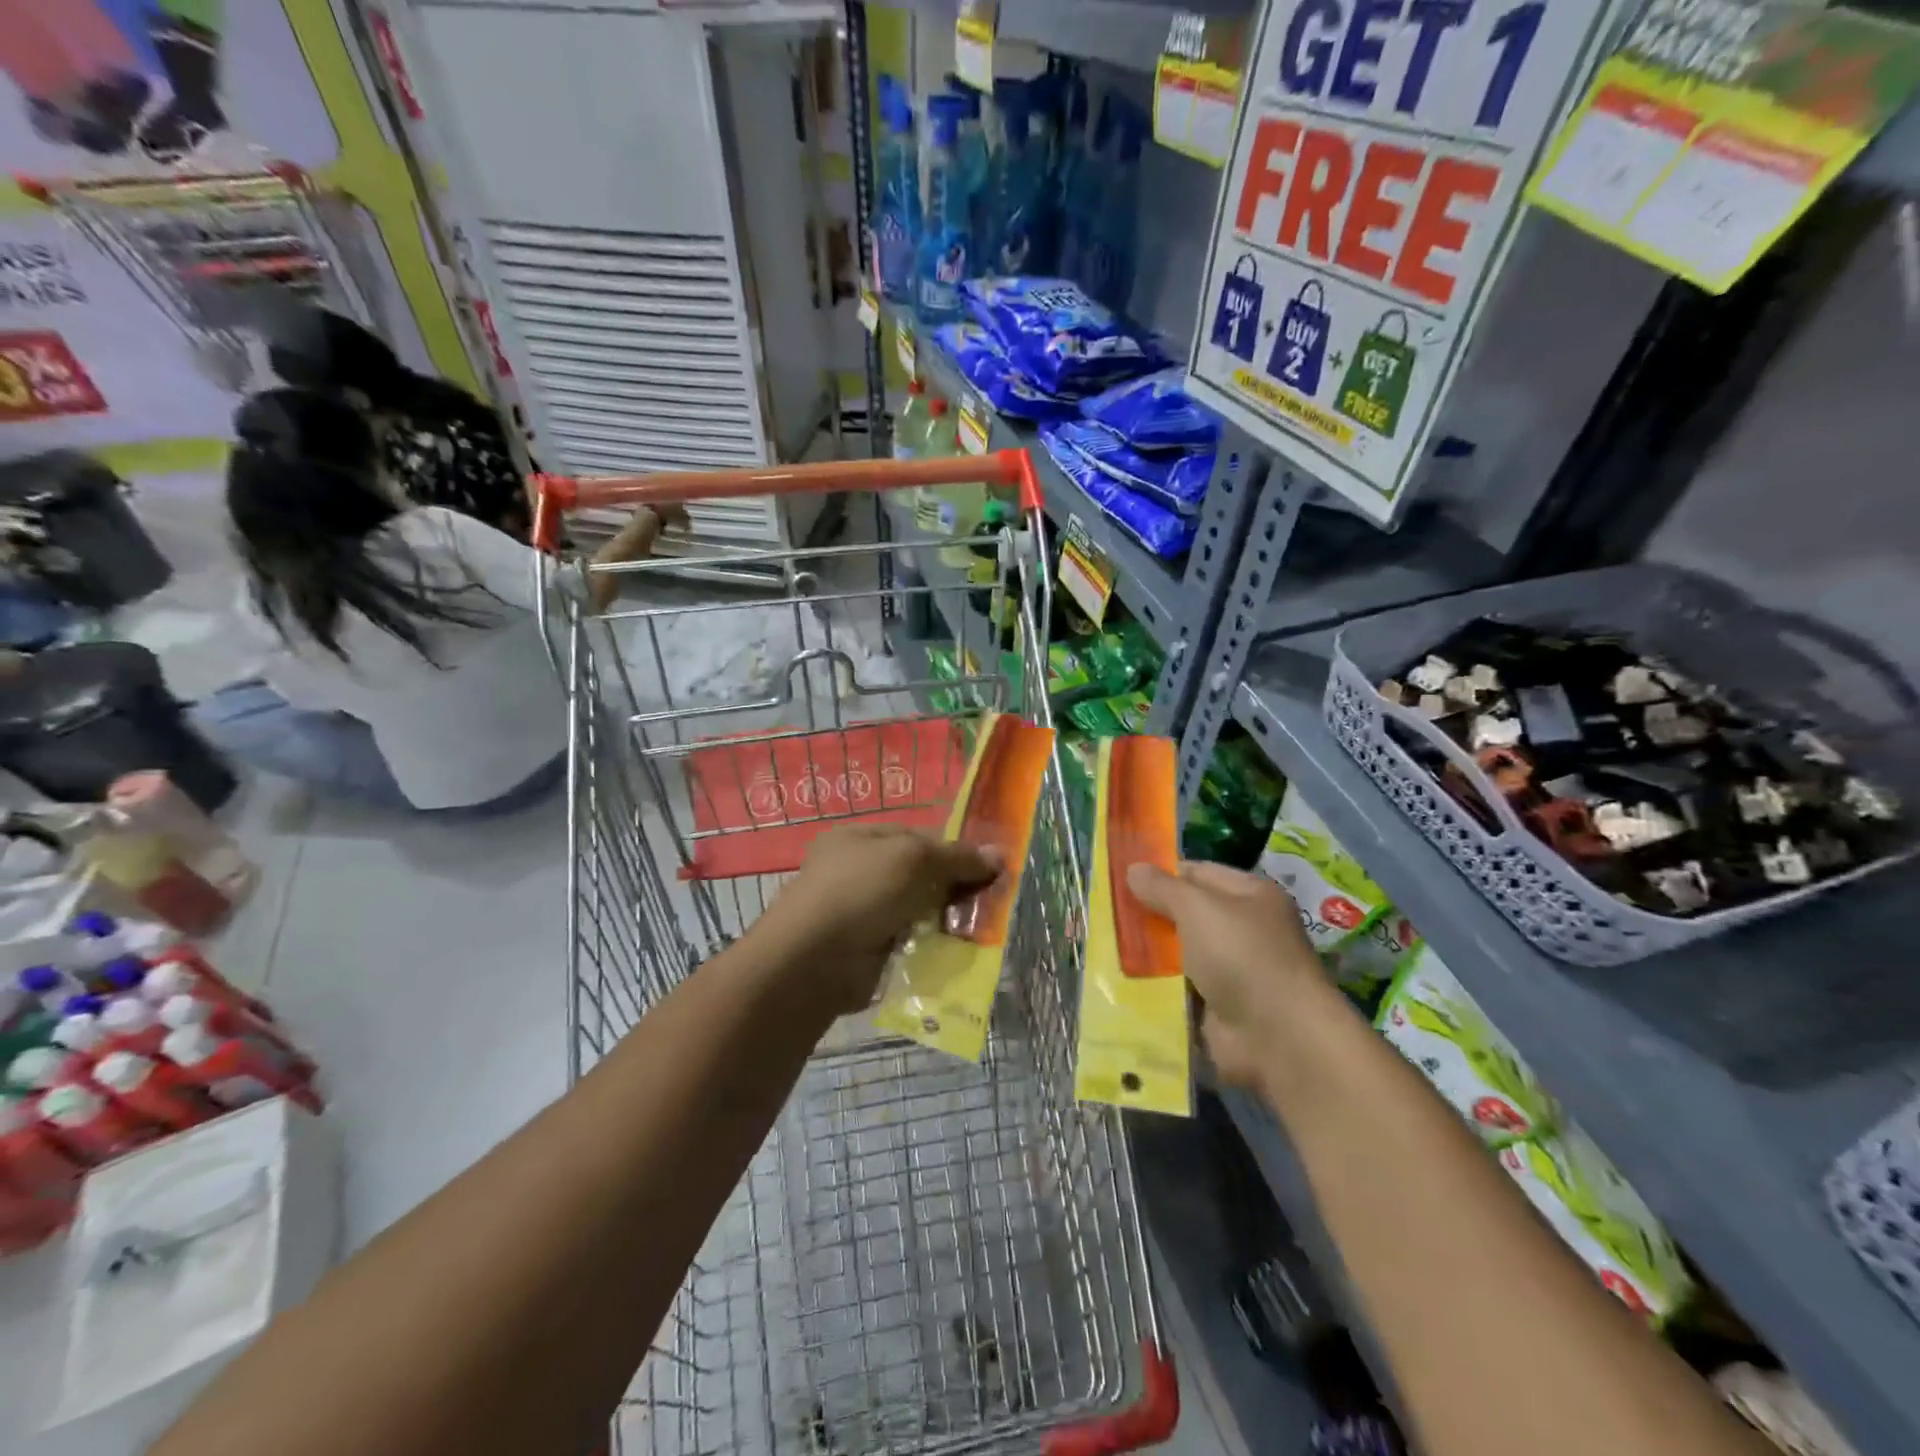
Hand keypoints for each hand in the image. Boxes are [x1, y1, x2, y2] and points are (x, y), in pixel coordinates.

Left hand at [753, 825, 1001, 1012]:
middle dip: (954, 885)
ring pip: (917, 909)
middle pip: (919, 873)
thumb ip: (957, 856)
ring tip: (982, 926)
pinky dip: (932, 944)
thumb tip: (999, 854)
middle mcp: (858, 871)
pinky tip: (958, 950)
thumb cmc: (861, 891)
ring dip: (946, 917)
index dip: (953, 847)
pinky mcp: (868, 949)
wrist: (814, 961)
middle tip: (992, 897)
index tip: (989, 863)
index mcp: (860, 838)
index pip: (917, 836)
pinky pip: (910, 940)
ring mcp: (861, 912)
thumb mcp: (913, 859)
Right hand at [1126, 861, 1330, 1089]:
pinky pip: (1178, 991)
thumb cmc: (1241, 956)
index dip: (1161, 874)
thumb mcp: (1197, 909)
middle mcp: (1243, 930)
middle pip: (1185, 915)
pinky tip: (1120, 984)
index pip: (1198, 873)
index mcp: (1249, 896)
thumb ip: (1163, 887)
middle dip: (1149, 916)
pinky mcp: (1217, 1009)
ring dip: (1148, 956)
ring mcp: (1231, 972)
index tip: (1120, 880)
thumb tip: (1133, 868)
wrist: (1277, 1038)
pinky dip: (1155, 990)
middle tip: (1105, 915)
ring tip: (1102, 949)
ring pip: (1178, 955)